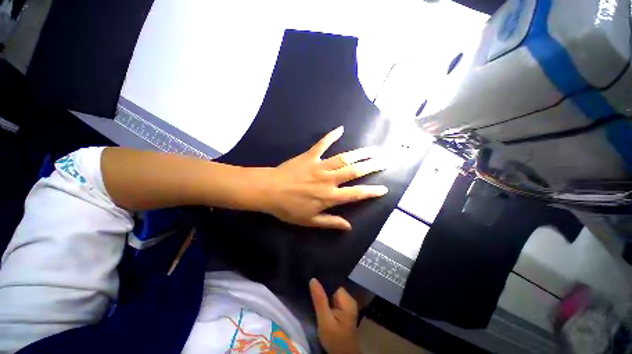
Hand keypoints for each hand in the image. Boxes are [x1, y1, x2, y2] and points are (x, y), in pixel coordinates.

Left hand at [261, 126, 387, 229]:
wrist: (269, 191)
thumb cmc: (288, 208)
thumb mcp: (309, 221)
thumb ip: (330, 222)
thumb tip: (349, 227)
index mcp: (329, 196)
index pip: (356, 194)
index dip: (371, 192)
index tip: (384, 189)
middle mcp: (329, 179)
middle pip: (354, 171)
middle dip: (372, 166)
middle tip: (385, 161)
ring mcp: (319, 165)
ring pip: (344, 158)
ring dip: (360, 153)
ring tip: (373, 149)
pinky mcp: (310, 156)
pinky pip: (322, 144)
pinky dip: (331, 136)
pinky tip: (340, 129)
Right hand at [309, 278, 360, 353]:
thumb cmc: (335, 340)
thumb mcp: (325, 321)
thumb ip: (320, 300)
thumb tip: (313, 279)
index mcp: (348, 300)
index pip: (334, 284)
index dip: (323, 283)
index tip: (312, 281)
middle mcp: (349, 300)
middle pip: (333, 289)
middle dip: (323, 290)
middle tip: (310, 290)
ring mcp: (347, 306)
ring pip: (332, 295)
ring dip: (324, 296)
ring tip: (313, 295)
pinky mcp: (343, 312)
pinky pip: (333, 301)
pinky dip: (326, 302)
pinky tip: (319, 304)